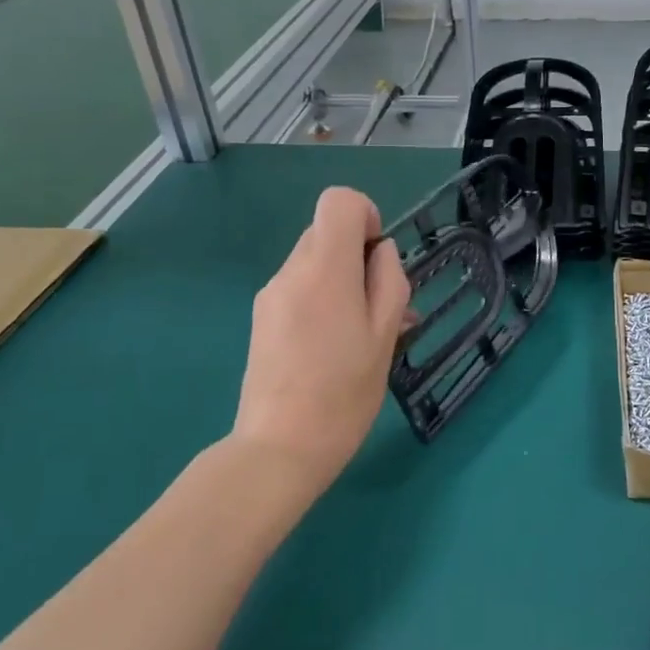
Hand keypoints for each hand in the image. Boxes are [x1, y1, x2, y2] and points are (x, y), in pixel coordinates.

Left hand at [232, 187, 410, 497]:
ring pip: (313, 263)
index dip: (366, 216)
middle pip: (326, 232)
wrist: (279, 448)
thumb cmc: (344, 393)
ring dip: (342, 282)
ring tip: (363, 335)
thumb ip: (388, 281)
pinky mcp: (261, 319)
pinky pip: (299, 289)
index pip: (338, 201)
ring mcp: (270, 295)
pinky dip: (322, 301)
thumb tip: (380, 252)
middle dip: (357, 257)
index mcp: (324, 268)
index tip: (378, 258)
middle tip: (381, 307)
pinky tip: (335, 347)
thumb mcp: (385, 335)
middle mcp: (290, 271)